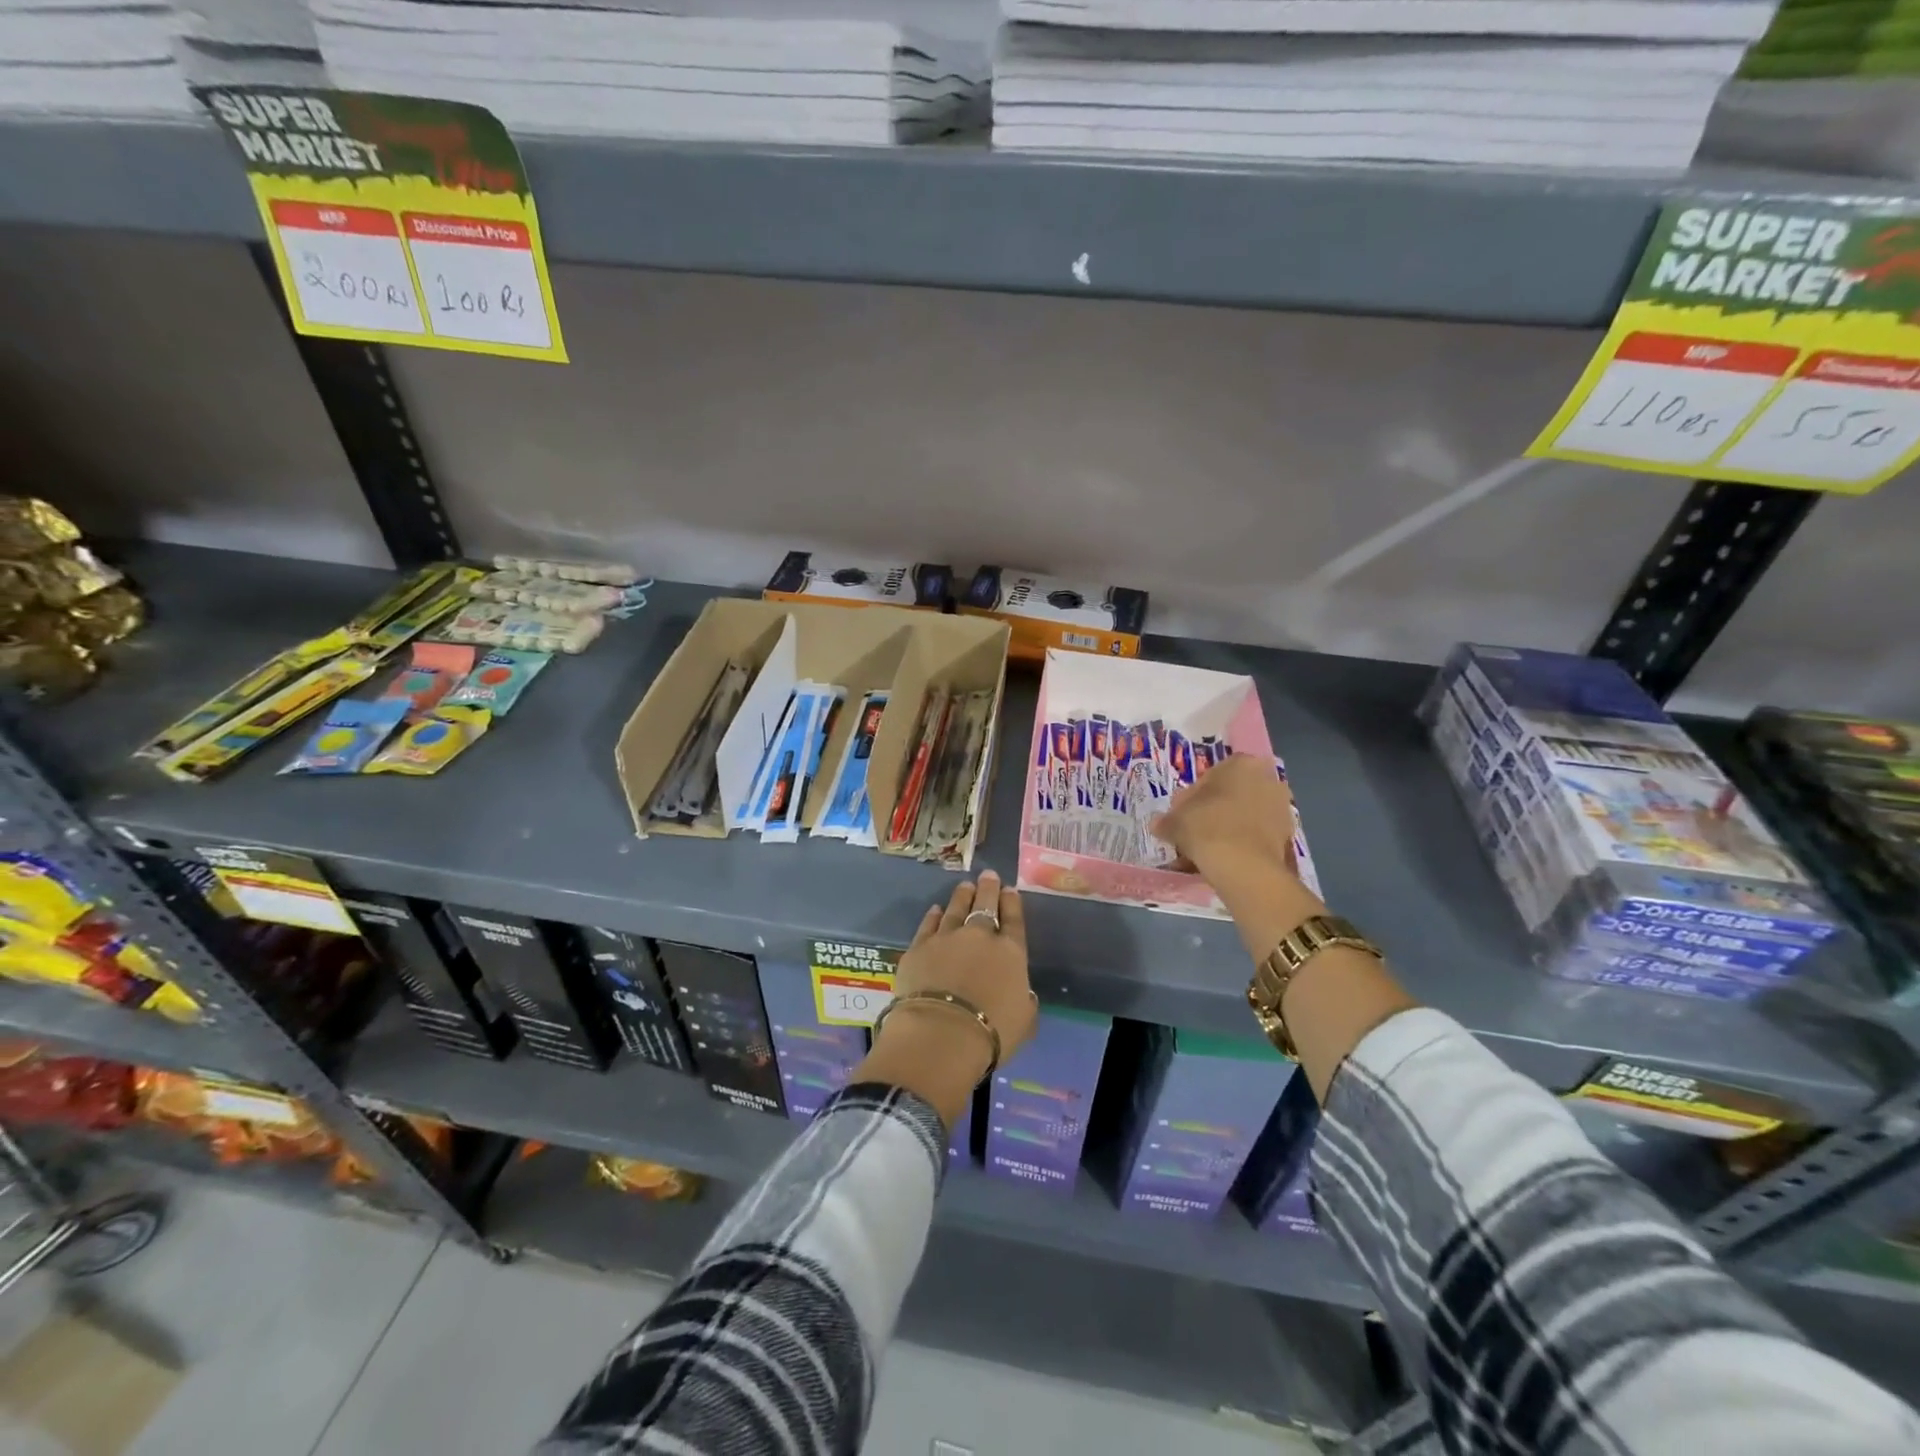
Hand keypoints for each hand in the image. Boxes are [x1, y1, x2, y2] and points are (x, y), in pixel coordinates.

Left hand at [892, 869, 1038, 1065]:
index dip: (1012, 903)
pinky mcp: (919, 947)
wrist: (941, 1033)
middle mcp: (980, 937)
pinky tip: (935, 910)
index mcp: (1011, 953)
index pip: (1013, 920)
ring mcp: (946, 938)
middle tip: (988, 875)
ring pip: (955, 908)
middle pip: (985, 905)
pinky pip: (928, 925)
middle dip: (988, 889)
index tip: (1009, 889)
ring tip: (965, 886)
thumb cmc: (992, 1033)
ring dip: (962, 896)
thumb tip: (1023, 993)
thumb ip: (1025, 1001)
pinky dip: (933, 916)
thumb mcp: (1024, 1021)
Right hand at [1151, 753, 1298, 883]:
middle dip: (1216, 810)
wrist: (1243, 865)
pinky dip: (1244, 842)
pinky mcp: (1289, 833)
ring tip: (1209, 849)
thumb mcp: (1175, 820)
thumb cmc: (1206, 827)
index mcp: (1240, 763)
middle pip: (1233, 793)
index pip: (1212, 775)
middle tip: (1195, 830)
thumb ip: (1167, 819)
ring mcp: (1282, 806)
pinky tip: (1226, 858)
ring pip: (1247, 814)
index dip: (1194, 796)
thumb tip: (1160, 824)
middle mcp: (1267, 778)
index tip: (1184, 814)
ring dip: (1230, 827)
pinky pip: (1258, 834)